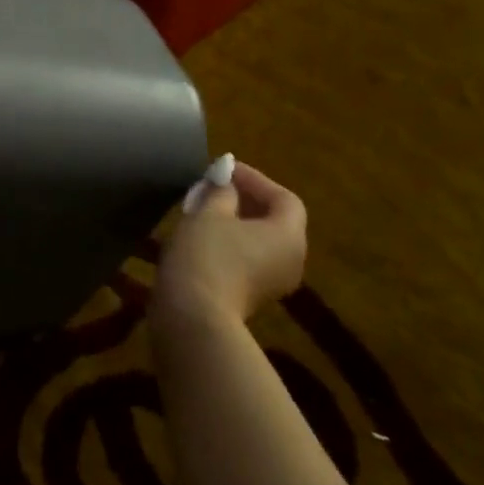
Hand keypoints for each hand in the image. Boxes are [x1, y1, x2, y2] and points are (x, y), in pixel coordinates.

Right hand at [154, 161, 307, 330]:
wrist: (192, 315)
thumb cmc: (206, 254)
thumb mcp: (210, 212)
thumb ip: (222, 191)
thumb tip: (226, 182)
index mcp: (288, 235)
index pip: (284, 198)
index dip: (255, 179)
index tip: (224, 169)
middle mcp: (291, 260)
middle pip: (274, 220)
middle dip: (245, 199)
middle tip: (214, 186)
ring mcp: (273, 283)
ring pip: (259, 241)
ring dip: (235, 221)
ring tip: (205, 208)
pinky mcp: (252, 297)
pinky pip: (248, 259)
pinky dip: (230, 243)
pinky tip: (202, 236)